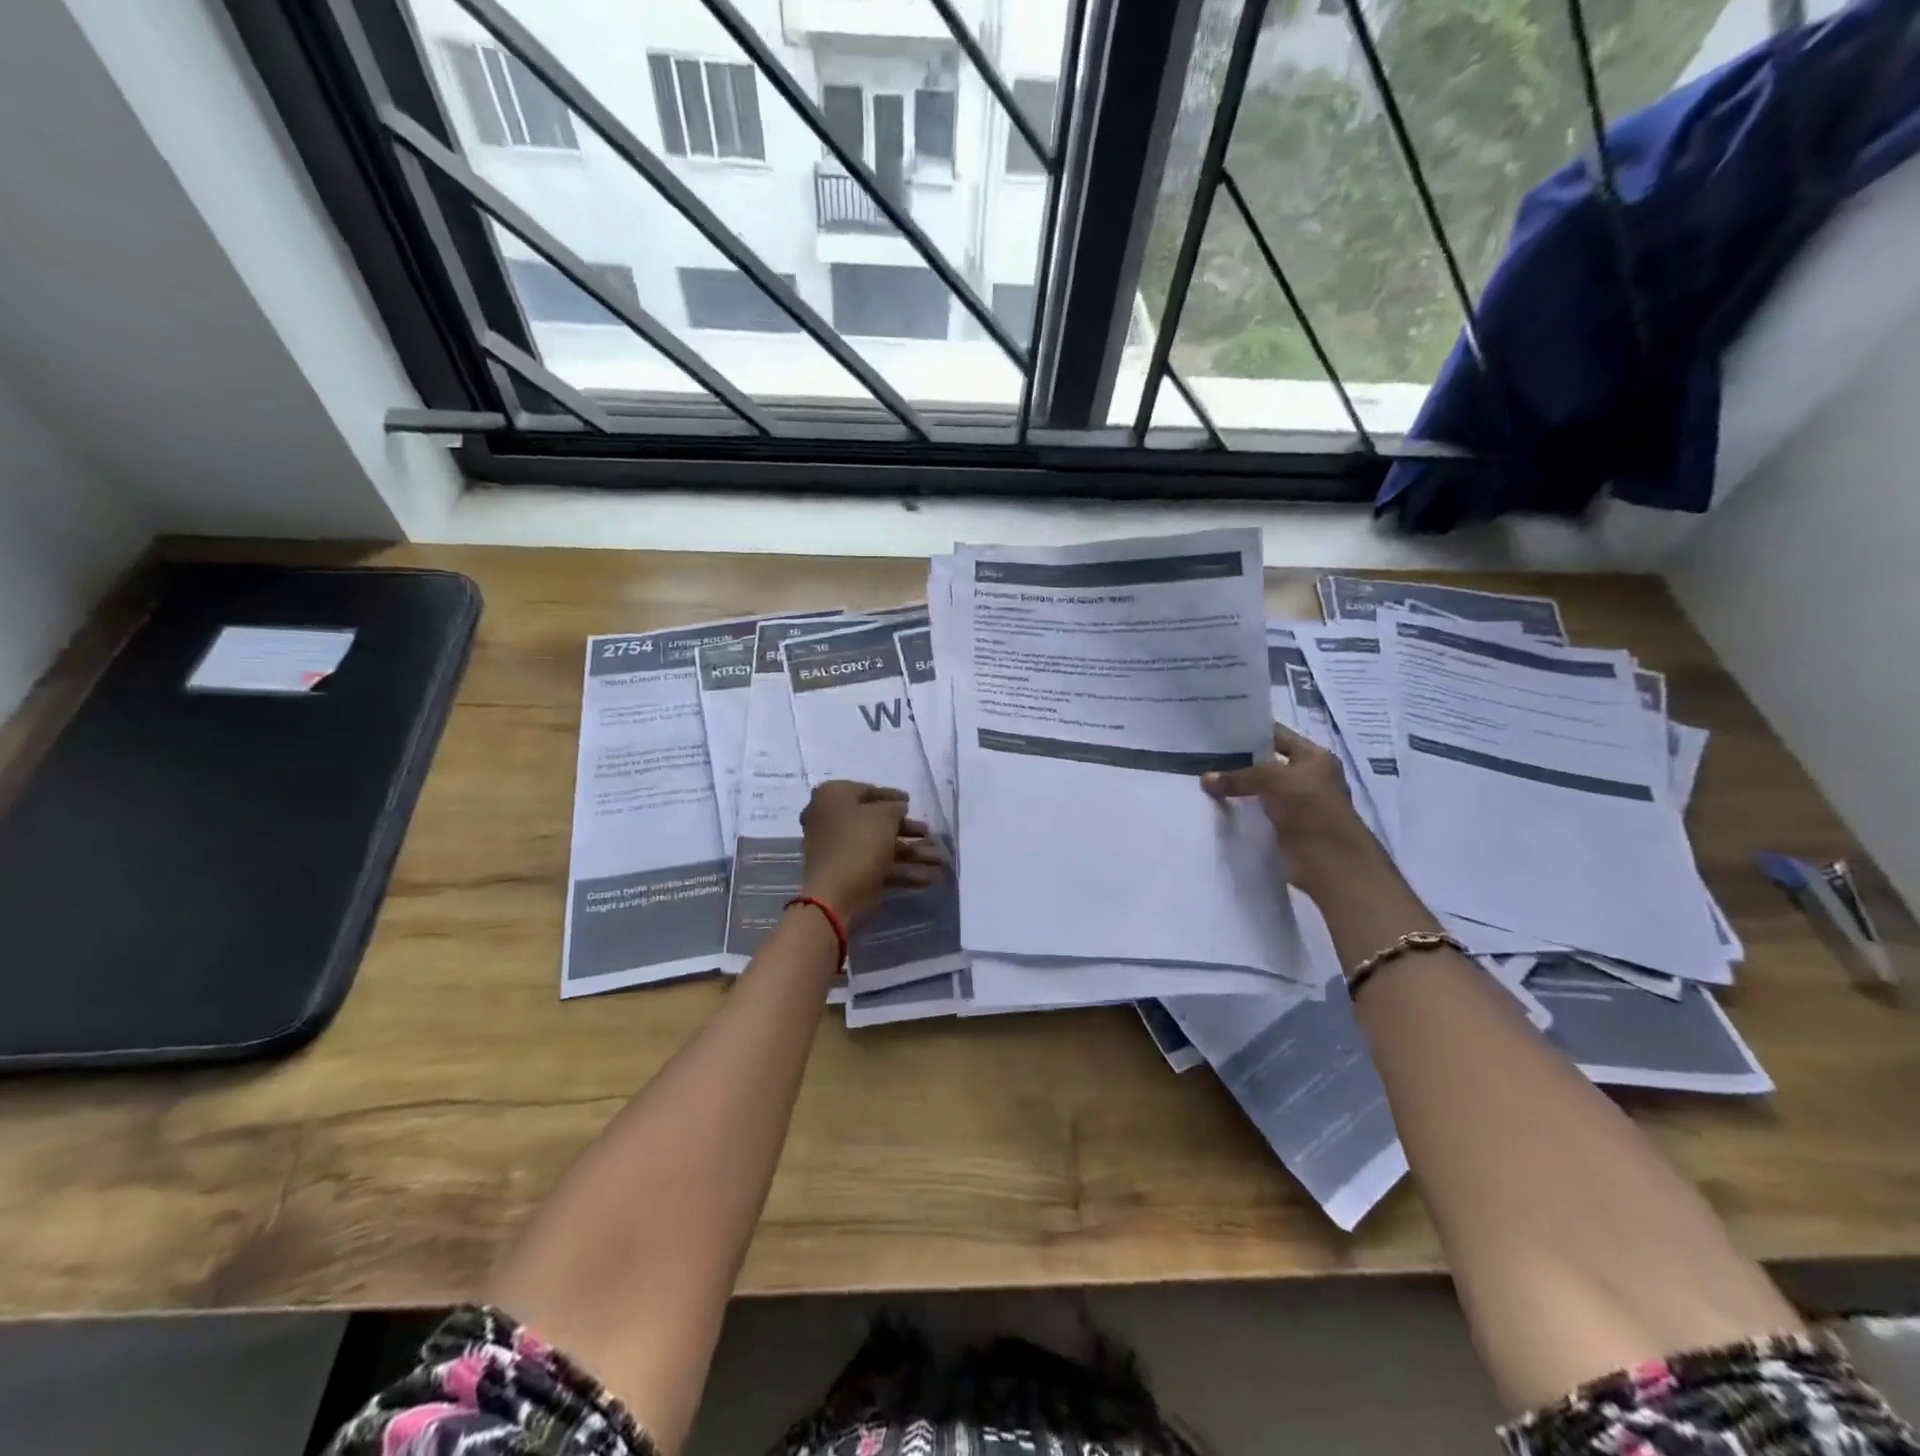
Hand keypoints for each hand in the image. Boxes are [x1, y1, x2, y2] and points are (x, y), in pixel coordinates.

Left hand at [798, 781, 945, 923]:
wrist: (836, 895)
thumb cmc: (858, 842)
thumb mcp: (883, 815)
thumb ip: (895, 807)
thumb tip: (898, 809)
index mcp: (832, 797)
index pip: (866, 791)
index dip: (892, 796)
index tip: (911, 802)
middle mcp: (832, 820)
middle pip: (876, 822)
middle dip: (908, 830)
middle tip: (929, 834)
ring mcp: (840, 850)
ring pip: (881, 847)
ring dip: (912, 853)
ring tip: (940, 860)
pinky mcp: (850, 874)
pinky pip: (879, 867)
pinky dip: (903, 872)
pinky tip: (929, 878)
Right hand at [1202, 723, 1387, 898]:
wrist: (1333, 865)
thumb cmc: (1313, 812)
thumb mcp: (1276, 781)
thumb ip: (1240, 777)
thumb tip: (1205, 779)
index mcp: (1314, 757)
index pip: (1276, 735)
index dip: (1248, 732)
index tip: (1214, 732)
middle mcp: (1305, 776)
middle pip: (1264, 762)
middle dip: (1236, 761)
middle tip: (1200, 756)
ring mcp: (1294, 803)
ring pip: (1257, 789)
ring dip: (1235, 788)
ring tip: (1200, 779)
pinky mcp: (1283, 827)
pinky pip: (1255, 812)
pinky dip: (1238, 810)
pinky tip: (1213, 805)